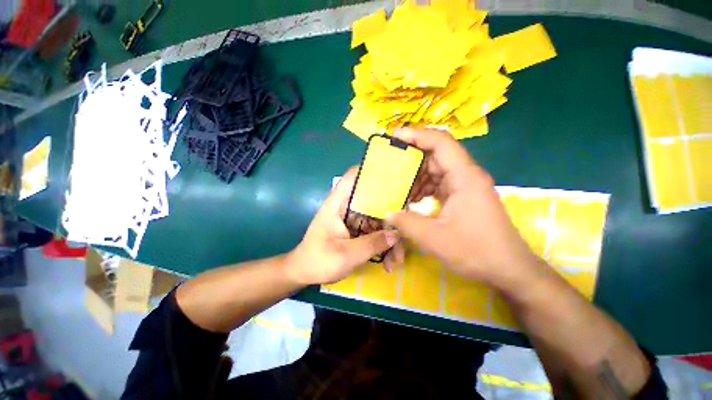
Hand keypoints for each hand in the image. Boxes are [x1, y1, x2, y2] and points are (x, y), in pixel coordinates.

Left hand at [287, 167, 400, 284]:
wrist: (305, 273)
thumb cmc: (318, 261)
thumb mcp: (345, 255)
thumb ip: (372, 244)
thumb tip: (396, 234)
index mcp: (338, 203)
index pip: (353, 176)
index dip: (371, 171)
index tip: (393, 176)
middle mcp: (348, 207)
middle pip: (375, 201)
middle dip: (392, 217)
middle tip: (406, 233)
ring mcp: (354, 219)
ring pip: (378, 220)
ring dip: (390, 238)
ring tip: (396, 261)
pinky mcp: (357, 231)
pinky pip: (376, 232)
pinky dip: (384, 245)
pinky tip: (389, 262)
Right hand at [387, 128, 540, 289]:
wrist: (508, 269)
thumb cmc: (476, 252)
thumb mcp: (435, 239)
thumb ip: (407, 223)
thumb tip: (387, 212)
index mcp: (464, 177)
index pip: (441, 143)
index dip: (417, 135)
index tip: (394, 136)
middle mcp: (466, 176)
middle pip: (436, 156)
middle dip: (411, 159)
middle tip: (388, 164)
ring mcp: (465, 186)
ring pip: (436, 170)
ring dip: (416, 176)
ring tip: (396, 186)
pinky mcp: (463, 197)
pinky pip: (439, 184)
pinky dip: (423, 188)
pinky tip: (411, 199)